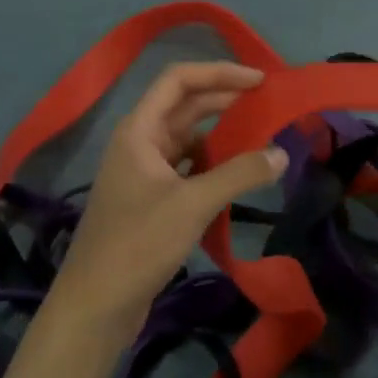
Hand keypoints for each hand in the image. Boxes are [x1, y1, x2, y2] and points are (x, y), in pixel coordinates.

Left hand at [48, 62, 287, 346]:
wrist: (96, 305)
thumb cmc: (138, 244)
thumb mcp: (193, 204)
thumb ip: (239, 174)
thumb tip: (281, 153)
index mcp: (139, 131)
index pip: (178, 80)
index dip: (219, 73)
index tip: (259, 80)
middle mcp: (139, 143)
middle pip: (184, 106)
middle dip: (225, 100)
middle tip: (269, 103)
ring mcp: (143, 173)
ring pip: (187, 139)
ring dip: (221, 135)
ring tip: (261, 136)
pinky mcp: (151, 200)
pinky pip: (187, 169)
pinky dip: (213, 165)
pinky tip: (238, 174)